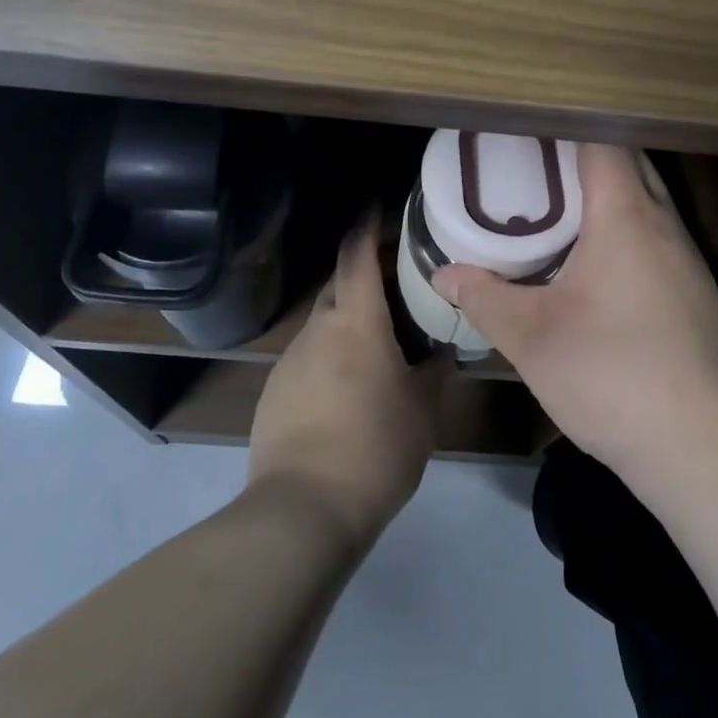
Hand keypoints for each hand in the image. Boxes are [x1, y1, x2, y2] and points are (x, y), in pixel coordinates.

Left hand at [249, 216, 446, 546]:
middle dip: (364, 275)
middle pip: (339, 285)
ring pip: (323, 323)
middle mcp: (318, 329)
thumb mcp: (422, 411)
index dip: (367, 226)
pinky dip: (330, 354)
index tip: (379, 206)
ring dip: (348, 319)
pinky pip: (308, 356)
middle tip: (398, 284)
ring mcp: (290, 360)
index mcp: (356, 322)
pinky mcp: (274, 391)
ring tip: (379, 341)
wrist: (302, 512)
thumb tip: (443, 351)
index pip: (357, 255)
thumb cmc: (375, 449)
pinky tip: (348, 387)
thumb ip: (434, 372)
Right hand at [432, 145, 717, 491]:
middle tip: (533, 166)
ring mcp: (688, 258)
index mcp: (625, 217)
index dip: (566, 127)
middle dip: (584, 155)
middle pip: (629, 162)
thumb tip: (443, 274)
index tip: (528, 131)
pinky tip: (598, 264)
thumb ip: (484, 298)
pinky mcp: (697, 292)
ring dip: (609, 193)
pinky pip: (658, 235)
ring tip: (559, 208)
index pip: (603, 142)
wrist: (704, 445)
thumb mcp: (532, 338)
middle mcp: (664, 224)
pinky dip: (627, 228)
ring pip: (648, 200)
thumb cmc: (612, 375)